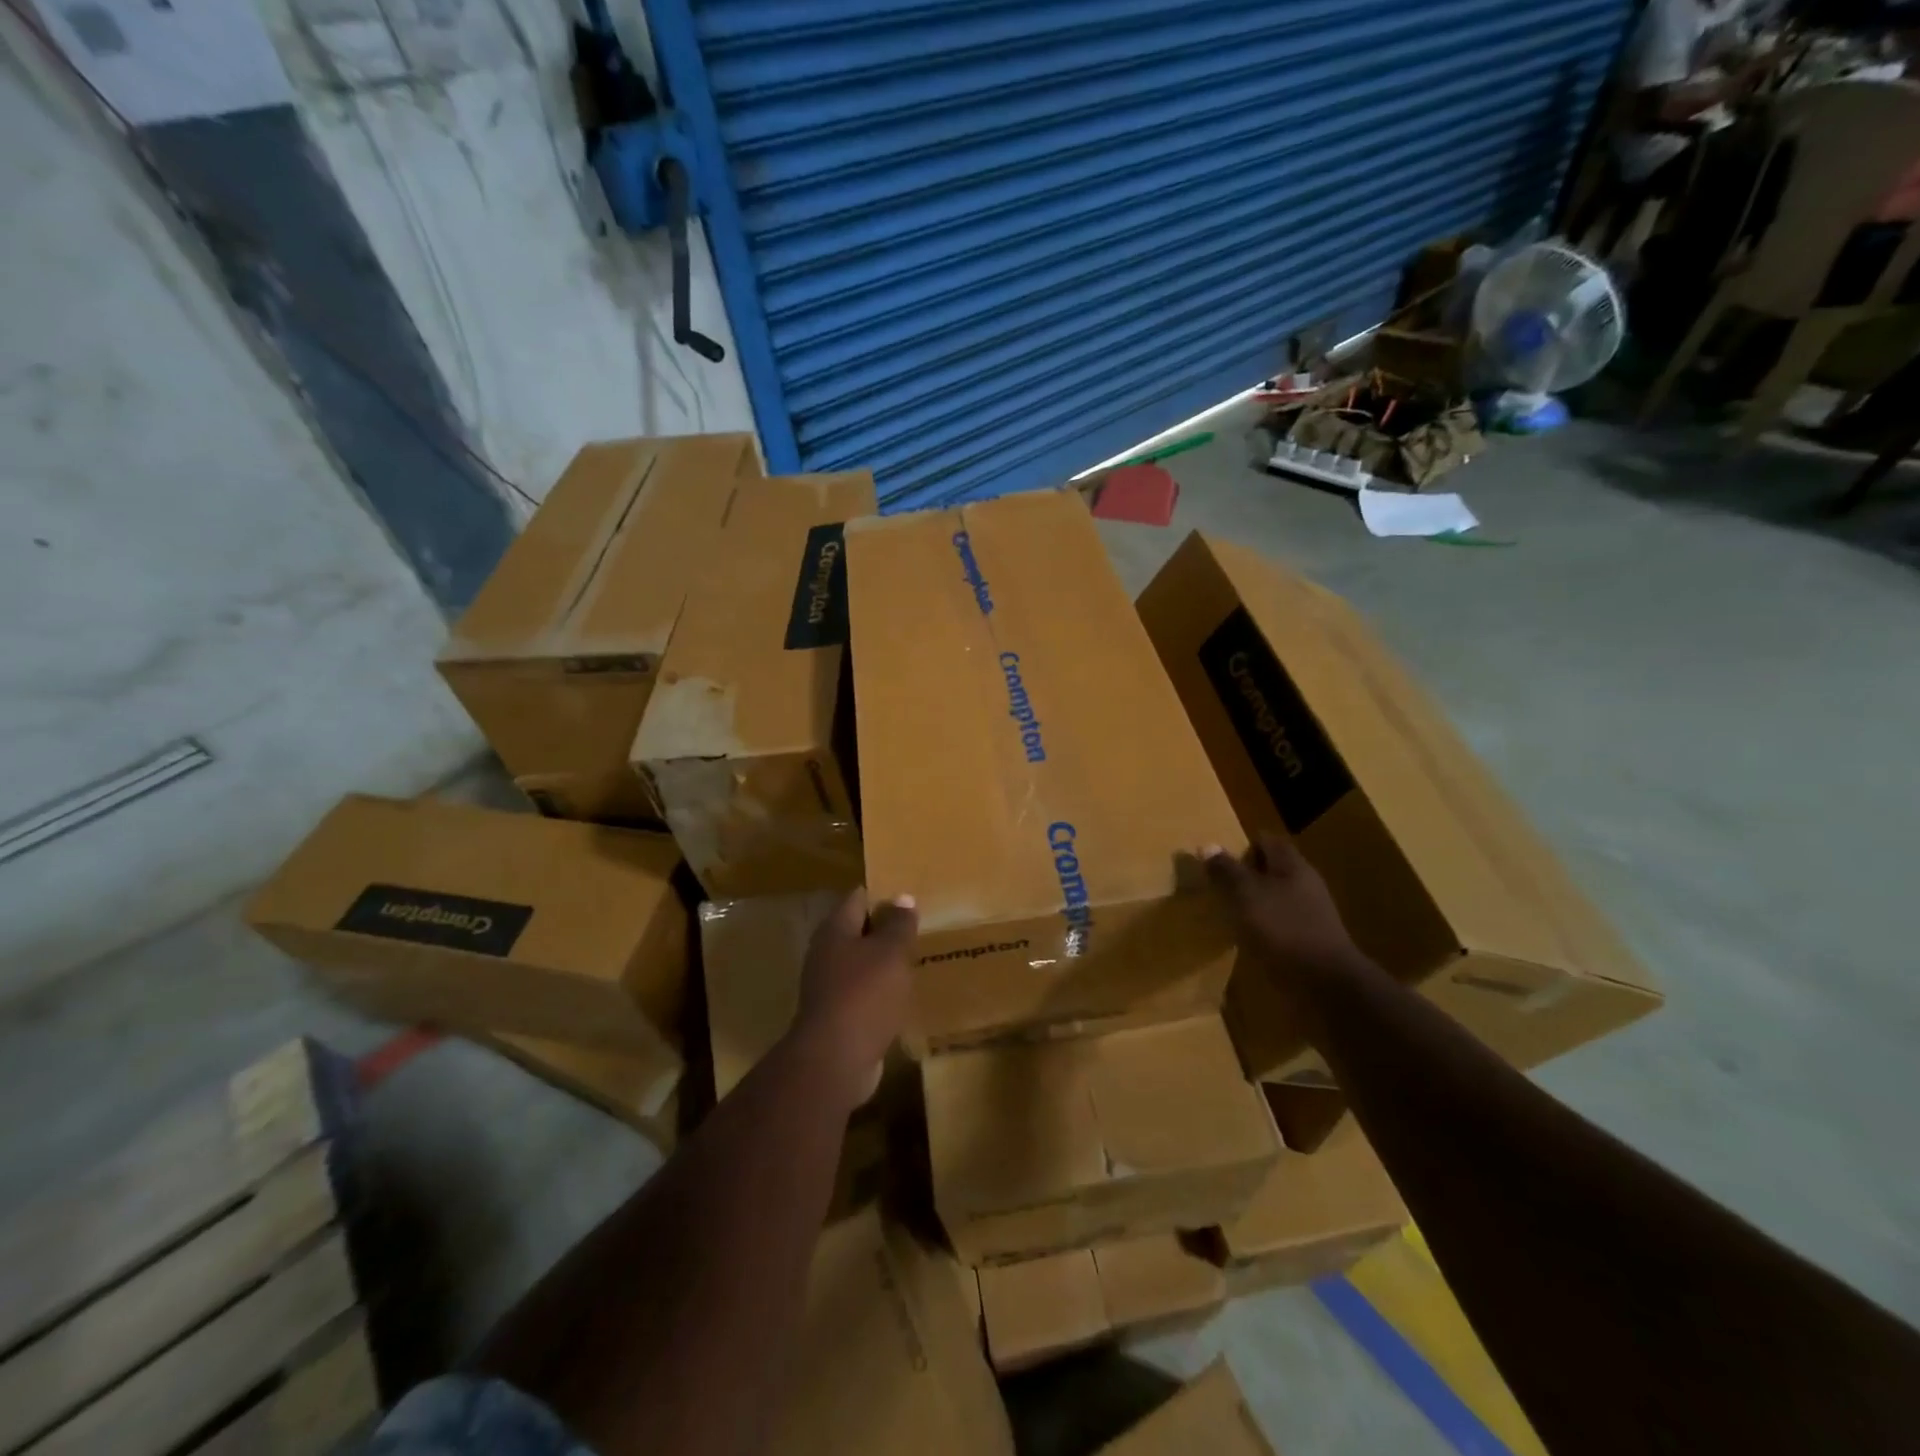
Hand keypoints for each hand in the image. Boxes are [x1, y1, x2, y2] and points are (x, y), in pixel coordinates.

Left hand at [793, 889, 917, 1109]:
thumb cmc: (864, 995)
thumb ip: (899, 924)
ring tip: (915, 961)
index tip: (910, 898)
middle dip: (886, 930)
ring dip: (884, 963)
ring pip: (861, 964)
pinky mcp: (837, 1016)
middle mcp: (826, 953)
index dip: (884, 895)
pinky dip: (880, 992)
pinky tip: (902, 996)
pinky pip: (863, 994)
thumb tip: (902, 897)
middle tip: (919, 929)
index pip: (858, 898)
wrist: (835, 1060)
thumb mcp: (891, 952)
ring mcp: (828, 987)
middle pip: (858, 931)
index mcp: (835, 930)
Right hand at [1203, 835, 1361, 988]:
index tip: (1220, 865)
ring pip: (1276, 897)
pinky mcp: (1310, 940)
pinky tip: (1249, 940)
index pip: (1266, 840)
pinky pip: (1281, 923)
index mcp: (1292, 866)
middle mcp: (1305, 884)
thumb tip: (1206, 845)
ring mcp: (1311, 914)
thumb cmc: (1283, 929)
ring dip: (1253, 903)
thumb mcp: (1246, 895)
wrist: (1326, 984)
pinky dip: (1264, 927)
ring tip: (1230, 917)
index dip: (1242, 847)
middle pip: (1271, 869)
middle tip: (1220, 890)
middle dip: (1245, 876)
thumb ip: (1226, 870)